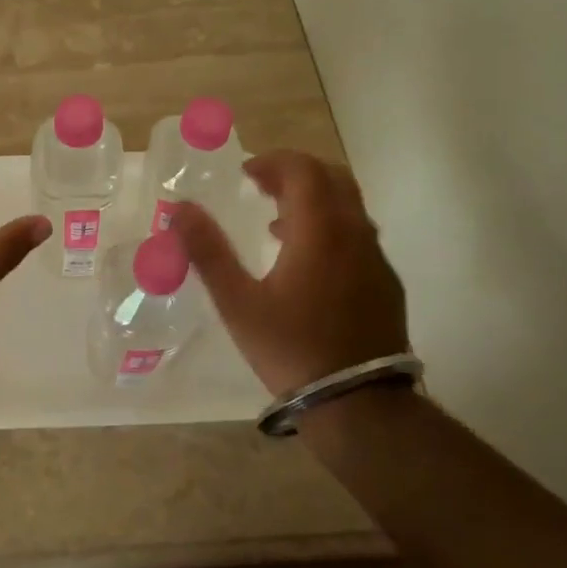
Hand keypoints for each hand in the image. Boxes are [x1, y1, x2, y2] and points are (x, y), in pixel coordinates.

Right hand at [171, 150, 407, 396]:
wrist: (360, 406)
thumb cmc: (291, 348)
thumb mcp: (238, 302)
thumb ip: (208, 251)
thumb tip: (179, 208)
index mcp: (320, 230)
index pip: (304, 169)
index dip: (273, 161)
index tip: (245, 173)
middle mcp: (355, 234)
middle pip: (332, 178)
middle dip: (295, 174)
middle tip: (261, 187)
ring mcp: (376, 259)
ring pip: (349, 208)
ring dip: (313, 202)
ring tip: (275, 224)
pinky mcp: (386, 285)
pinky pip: (358, 237)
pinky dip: (330, 229)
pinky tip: (306, 265)